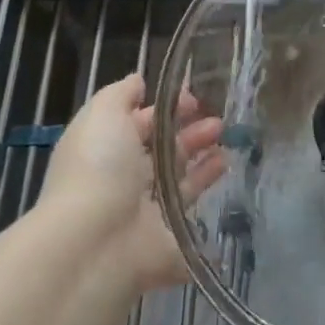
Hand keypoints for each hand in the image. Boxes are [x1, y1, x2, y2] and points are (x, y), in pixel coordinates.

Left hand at [33, 74, 225, 292]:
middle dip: (191, 132)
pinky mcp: (170, 240)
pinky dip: (210, 192)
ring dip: (203, 159)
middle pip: (164, 151)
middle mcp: (125, 181)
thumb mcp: (103, 115)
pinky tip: (226, 170)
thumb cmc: (99, 169)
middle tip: (218, 122)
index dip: (166, 109)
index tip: (195, 98)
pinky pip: (193, 213)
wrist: (97, 243)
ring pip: (181, 180)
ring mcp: (148, 213)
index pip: (140, 125)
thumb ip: (121, 94)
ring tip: (226, 143)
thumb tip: (138, 80)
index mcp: (107, 150)